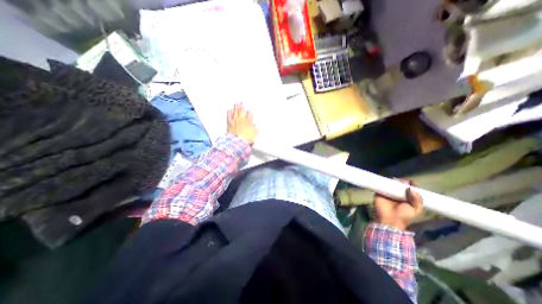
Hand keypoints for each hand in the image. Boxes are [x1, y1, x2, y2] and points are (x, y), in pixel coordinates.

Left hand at [226, 103, 255, 143]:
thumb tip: (255, 126)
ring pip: (235, 112)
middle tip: (241, 102)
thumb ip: (255, 129)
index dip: (250, 111)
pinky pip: (229, 116)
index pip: (250, 114)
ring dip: (235, 107)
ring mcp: (235, 121)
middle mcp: (242, 119)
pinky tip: (229, 110)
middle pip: (242, 111)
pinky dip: (229, 113)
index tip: (250, 109)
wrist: (238, 141)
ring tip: (236, 104)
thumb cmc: (247, 138)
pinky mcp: (230, 123)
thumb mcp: (255, 134)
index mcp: (249, 121)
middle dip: (241, 106)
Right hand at [373, 179, 422, 231]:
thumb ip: (417, 199)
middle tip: (403, 181)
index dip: (412, 184)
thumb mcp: (415, 209)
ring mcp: (388, 192)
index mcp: (407, 197)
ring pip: (391, 183)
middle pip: (400, 184)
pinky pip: (381, 184)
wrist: (389, 219)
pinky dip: (383, 181)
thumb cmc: (403, 215)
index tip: (412, 182)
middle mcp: (397, 193)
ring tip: (396, 181)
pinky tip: (387, 181)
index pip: (410, 188)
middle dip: (402, 181)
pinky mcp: (379, 191)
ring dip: (393, 180)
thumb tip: (411, 188)